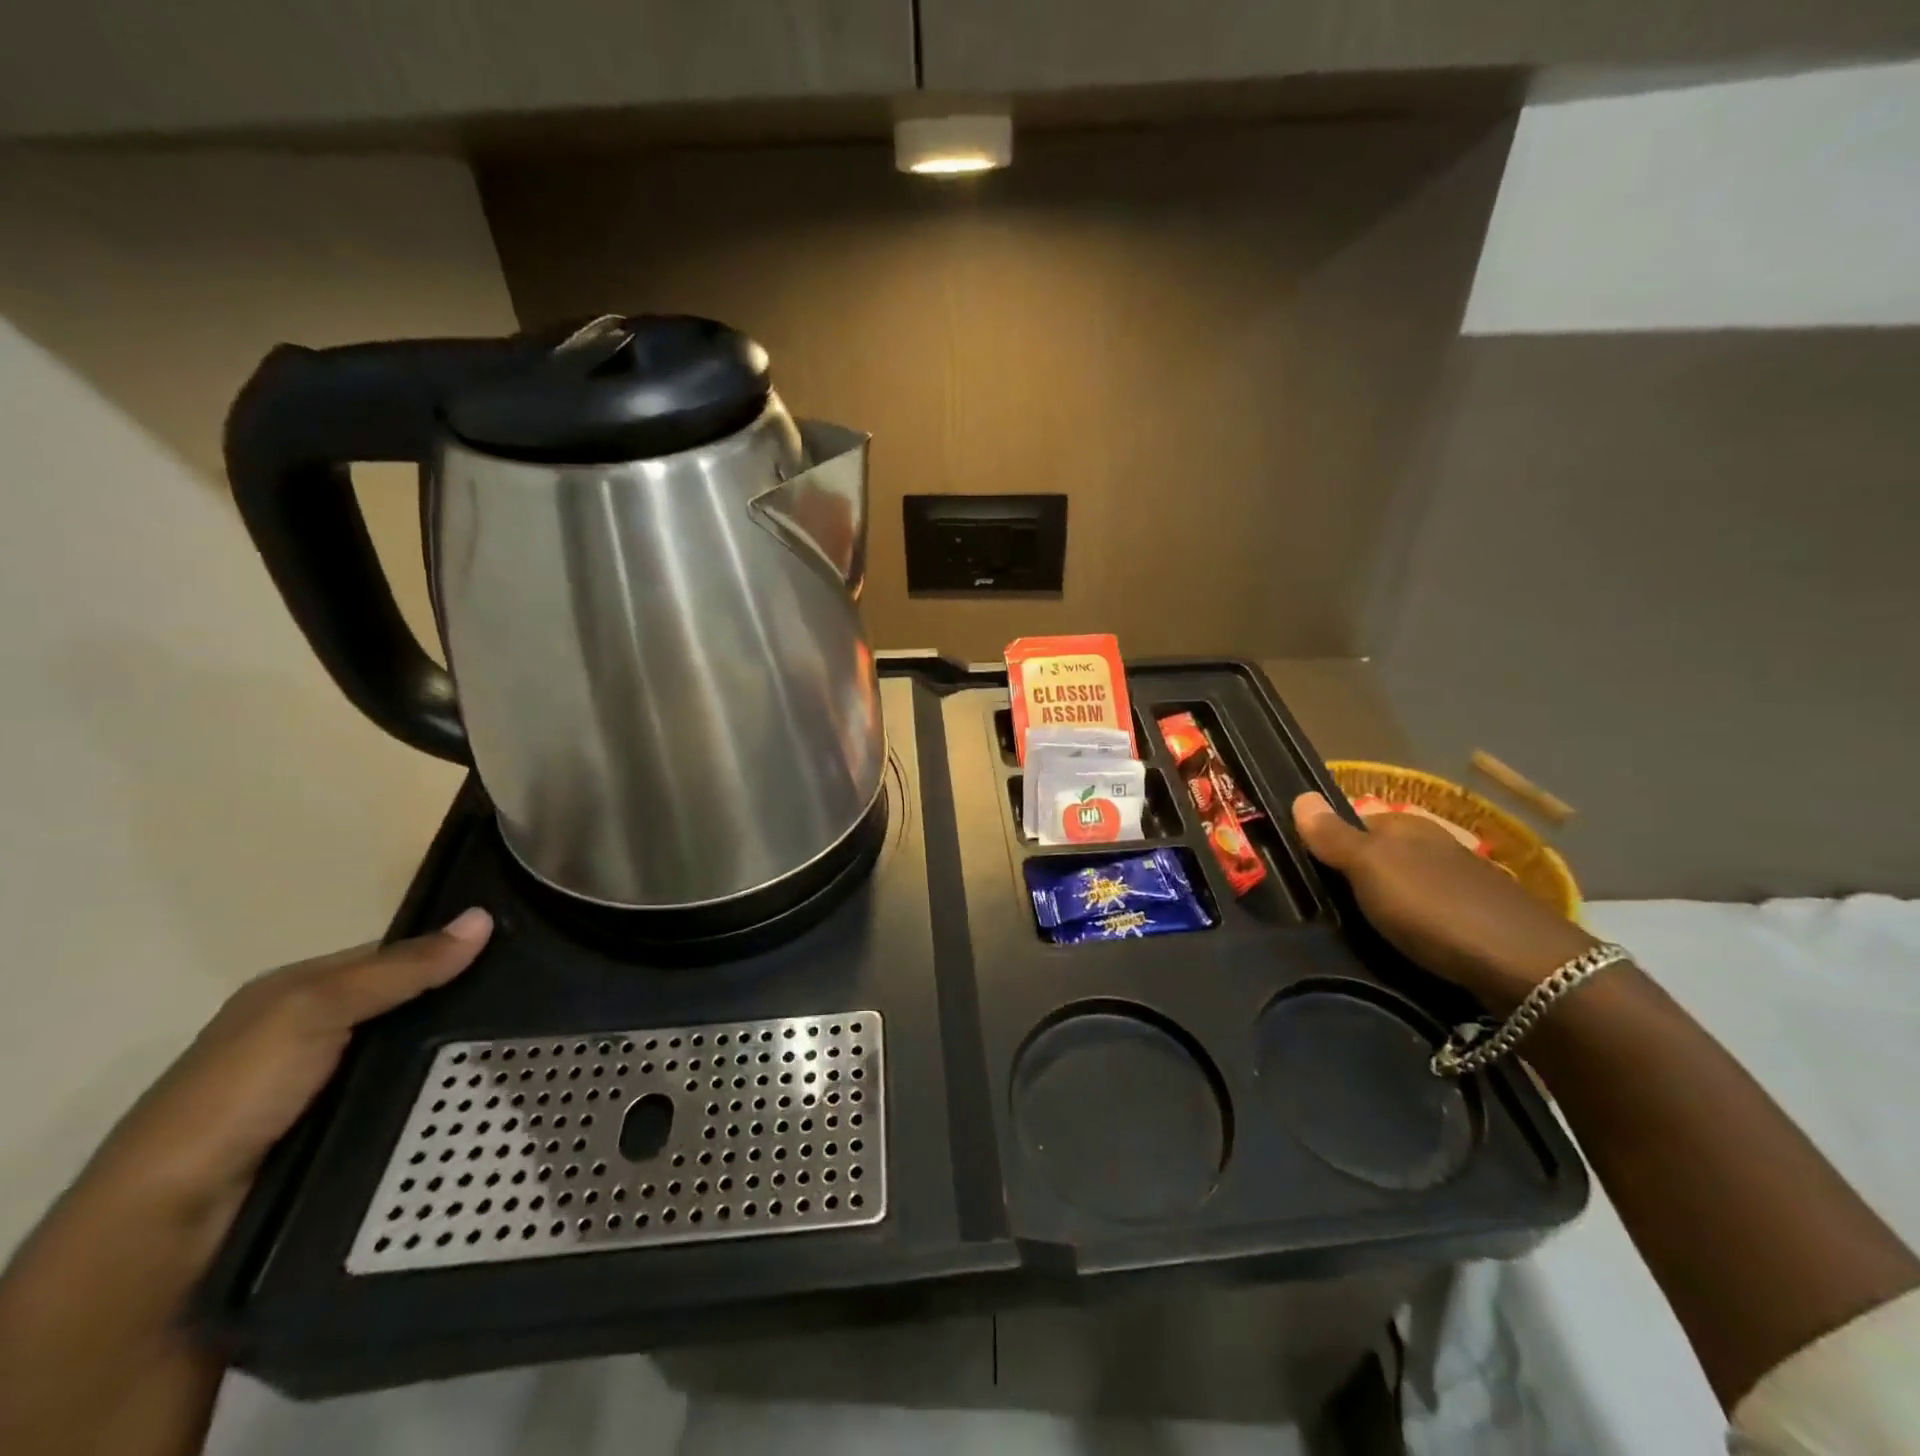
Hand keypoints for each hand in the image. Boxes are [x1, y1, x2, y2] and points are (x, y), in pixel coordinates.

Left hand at [87, 908, 492, 1230]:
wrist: (164, 1233)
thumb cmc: (234, 1098)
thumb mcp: (313, 1010)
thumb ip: (398, 969)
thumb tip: (483, 918)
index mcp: (294, 995)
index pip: (392, 957)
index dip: (449, 949)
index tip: (518, 948)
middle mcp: (311, 1037)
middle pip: (407, 1007)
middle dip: (463, 1004)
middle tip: (537, 998)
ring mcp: (328, 1092)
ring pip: (414, 1057)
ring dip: (458, 1055)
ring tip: (528, 1045)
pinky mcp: (343, 1138)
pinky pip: (409, 1102)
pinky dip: (443, 1097)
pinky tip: (487, 1095)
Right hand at [1292, 793, 1593, 1013]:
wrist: (1527, 969)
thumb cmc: (1434, 907)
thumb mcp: (1370, 868)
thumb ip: (1334, 836)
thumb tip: (1301, 794)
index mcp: (1409, 827)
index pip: (1357, 821)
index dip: (1331, 841)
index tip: (1307, 871)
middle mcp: (1438, 847)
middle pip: (1383, 854)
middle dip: (1358, 874)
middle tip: (1327, 906)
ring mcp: (1464, 885)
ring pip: (1409, 885)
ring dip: (1387, 903)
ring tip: (1360, 931)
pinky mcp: (1482, 923)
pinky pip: (1433, 916)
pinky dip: (1416, 927)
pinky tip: (1406, 946)